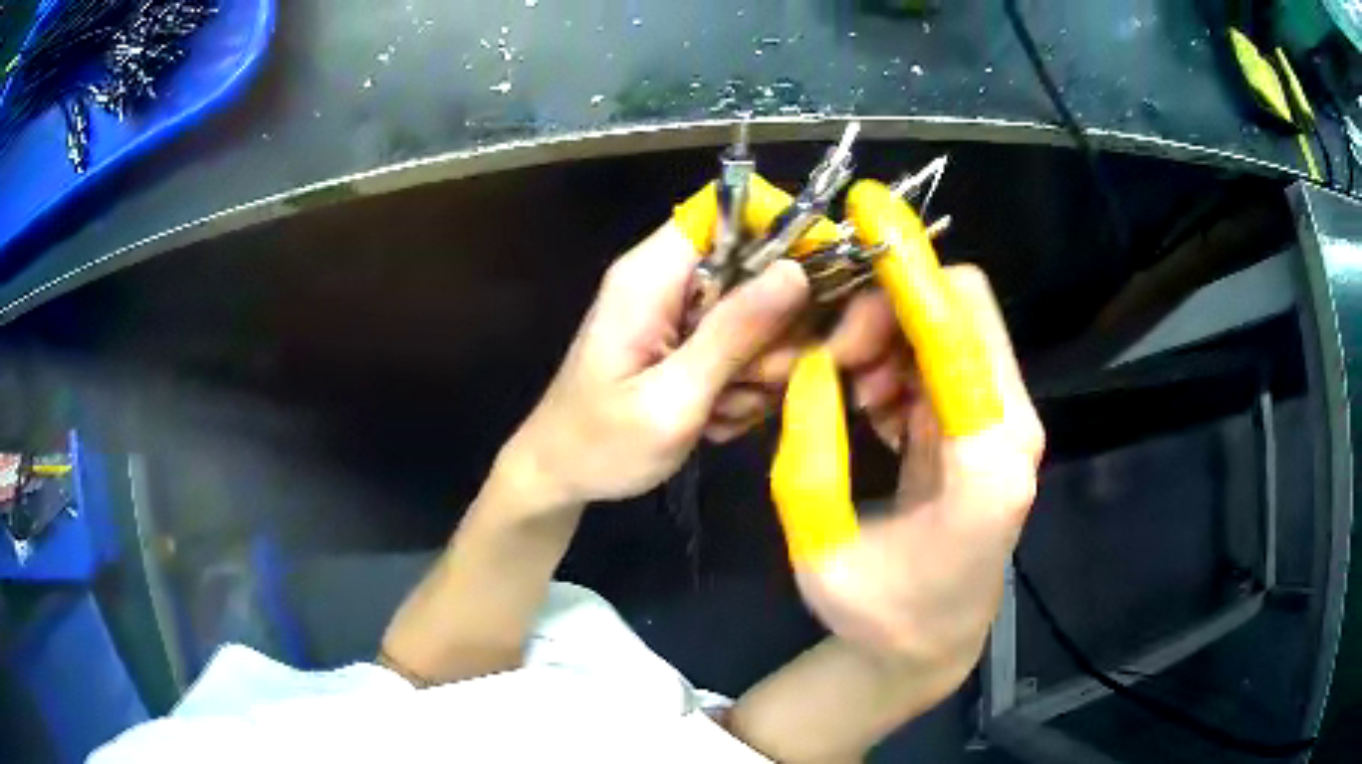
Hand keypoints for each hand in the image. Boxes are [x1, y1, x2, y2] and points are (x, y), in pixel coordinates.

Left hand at [500, 221, 808, 508]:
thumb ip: (733, 333)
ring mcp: (679, 311)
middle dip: (770, 333)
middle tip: (749, 382)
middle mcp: (668, 280)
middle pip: (757, 270)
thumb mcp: (673, 398)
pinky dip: (741, 387)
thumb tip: (796, 272)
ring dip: (756, 371)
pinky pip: (743, 348)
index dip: (780, 234)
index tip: (811, 290)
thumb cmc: (601, 444)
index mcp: (652, 275)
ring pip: (758, 317)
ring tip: (718, 412)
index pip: (727, 211)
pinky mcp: (686, 341)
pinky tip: (713, 418)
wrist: (560, 475)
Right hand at [801, 265, 1044, 662]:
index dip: (910, 268)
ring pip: (952, 328)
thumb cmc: (880, 615)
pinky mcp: (989, 426)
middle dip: (887, 309)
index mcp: (986, 464)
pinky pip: (946, 358)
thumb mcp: (819, 547)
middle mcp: (1012, 429)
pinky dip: (901, 360)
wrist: (932, 645)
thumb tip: (810, 364)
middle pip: (961, 310)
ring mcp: (1006, 424)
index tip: (870, 210)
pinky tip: (871, 409)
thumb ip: (807, 452)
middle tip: (831, 359)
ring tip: (848, 395)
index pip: (956, 333)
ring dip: (890, 337)